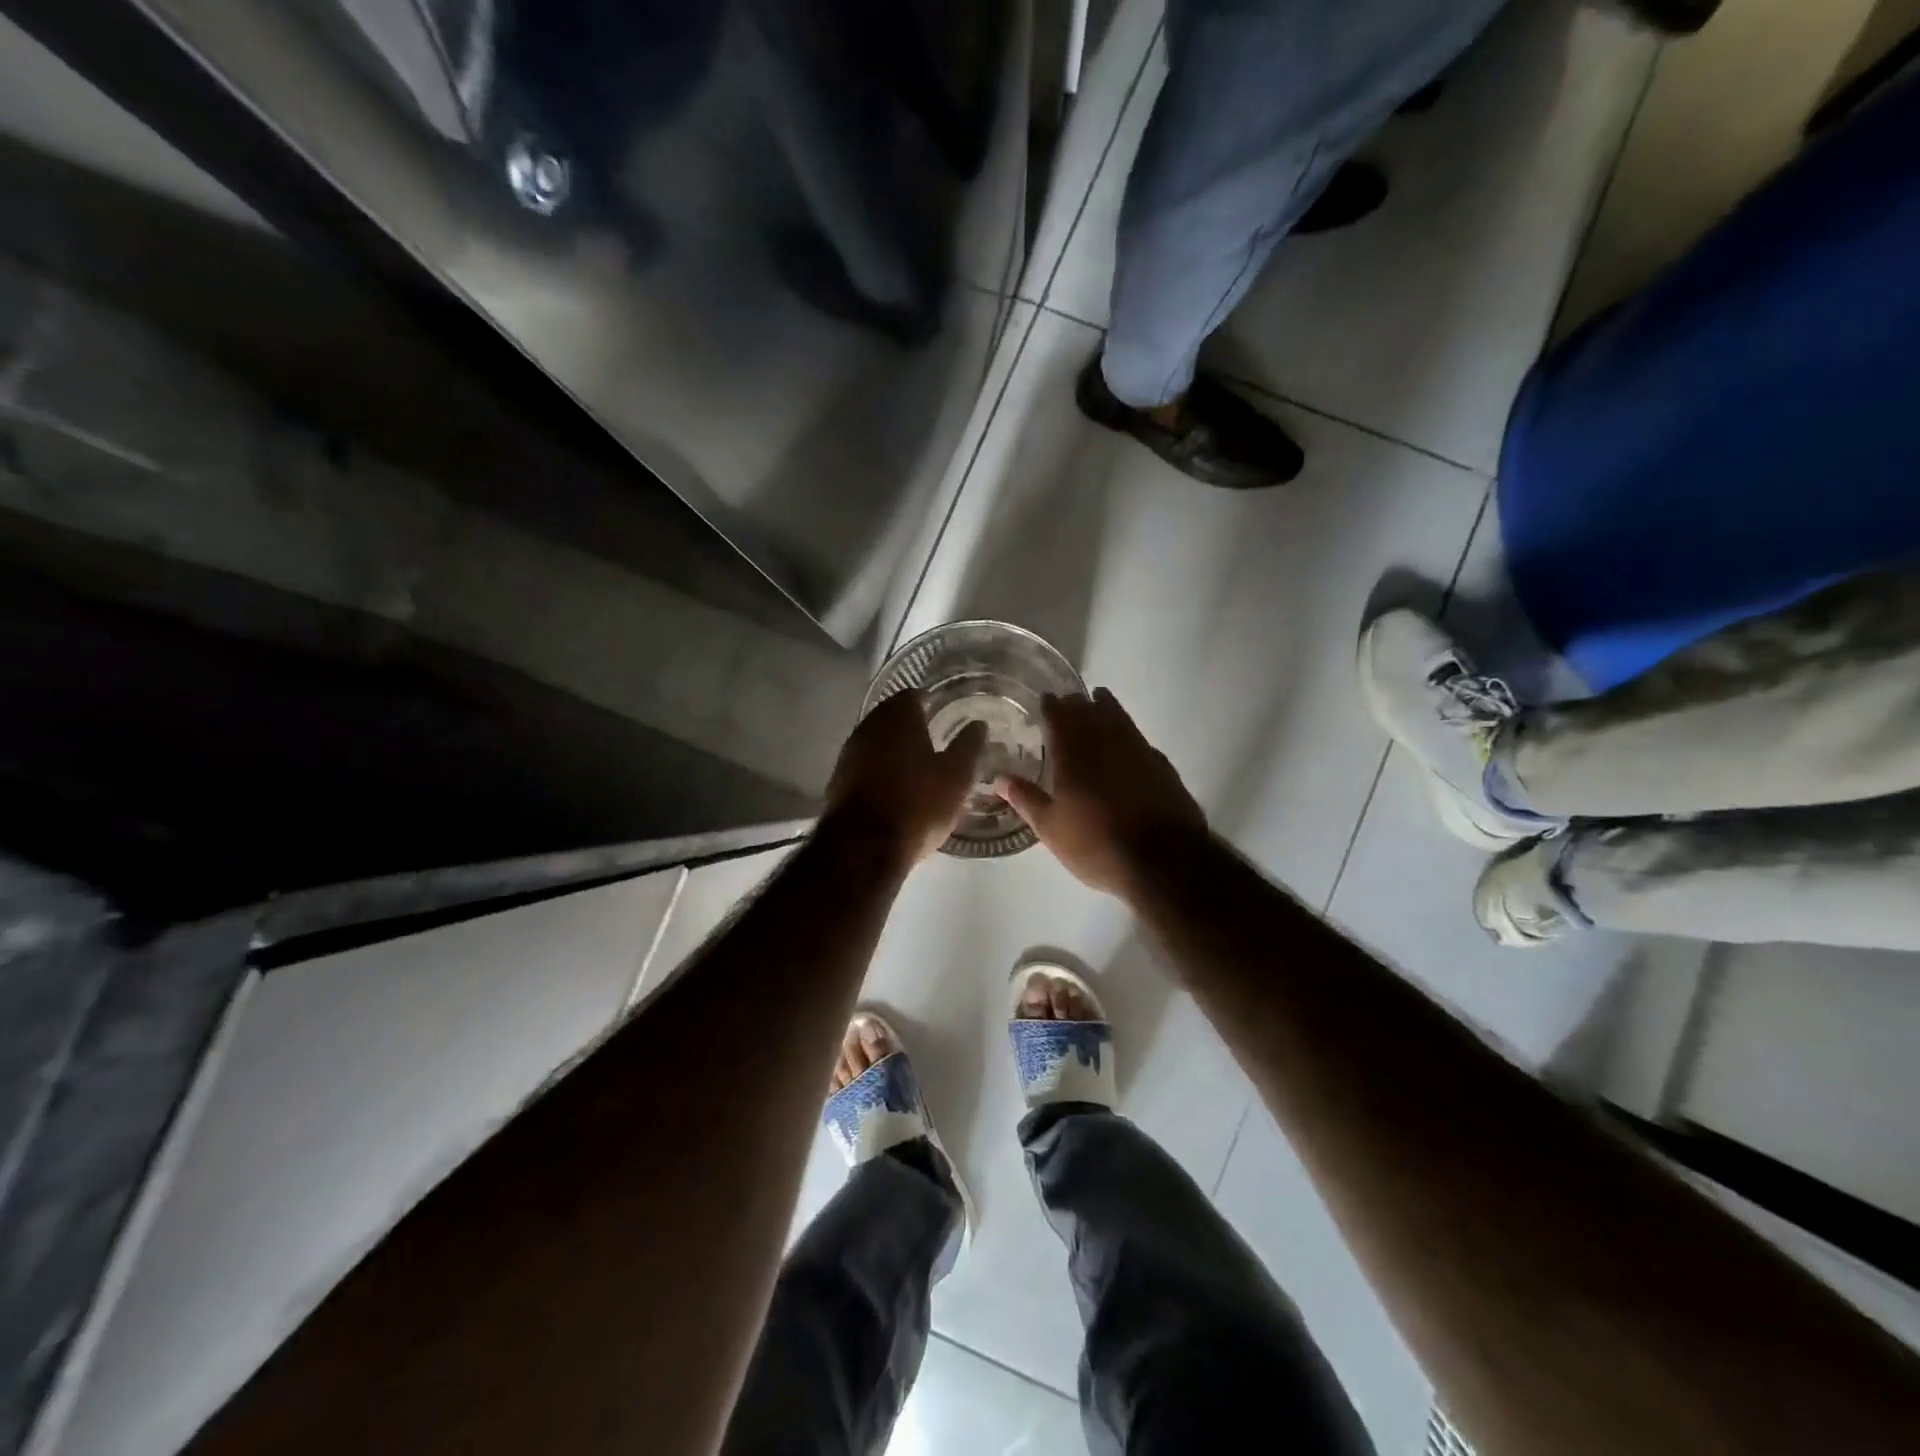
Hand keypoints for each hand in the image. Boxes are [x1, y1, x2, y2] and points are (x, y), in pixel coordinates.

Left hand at [822, 690, 987, 868]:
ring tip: (916, 763)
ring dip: (893, 747)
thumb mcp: (957, 775)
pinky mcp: (839, 779)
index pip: (914, 695)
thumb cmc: (919, 803)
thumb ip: (968, 745)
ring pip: (876, 740)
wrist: (864, 846)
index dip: (931, 702)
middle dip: (911, 724)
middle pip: (892, 716)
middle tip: (934, 737)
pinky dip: (879, 767)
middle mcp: (869, 726)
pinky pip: (865, 763)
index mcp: (898, 717)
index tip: (945, 714)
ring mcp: (849, 753)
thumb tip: (978, 725)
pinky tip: (894, 784)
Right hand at [996, 687, 1206, 897]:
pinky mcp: (1160, 764)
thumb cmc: (1097, 845)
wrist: (1163, 859)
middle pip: (1088, 713)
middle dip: (1076, 703)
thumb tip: (999, 778)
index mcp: (1073, 756)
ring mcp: (1136, 751)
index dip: (1051, 706)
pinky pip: (1138, 735)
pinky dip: (1127, 727)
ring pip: (1117, 718)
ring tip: (1098, 699)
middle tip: (1068, 699)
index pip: (1059, 720)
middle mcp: (1104, 744)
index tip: (1046, 697)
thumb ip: (1025, 799)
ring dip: (1105, 706)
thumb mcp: (1051, 828)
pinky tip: (1126, 735)